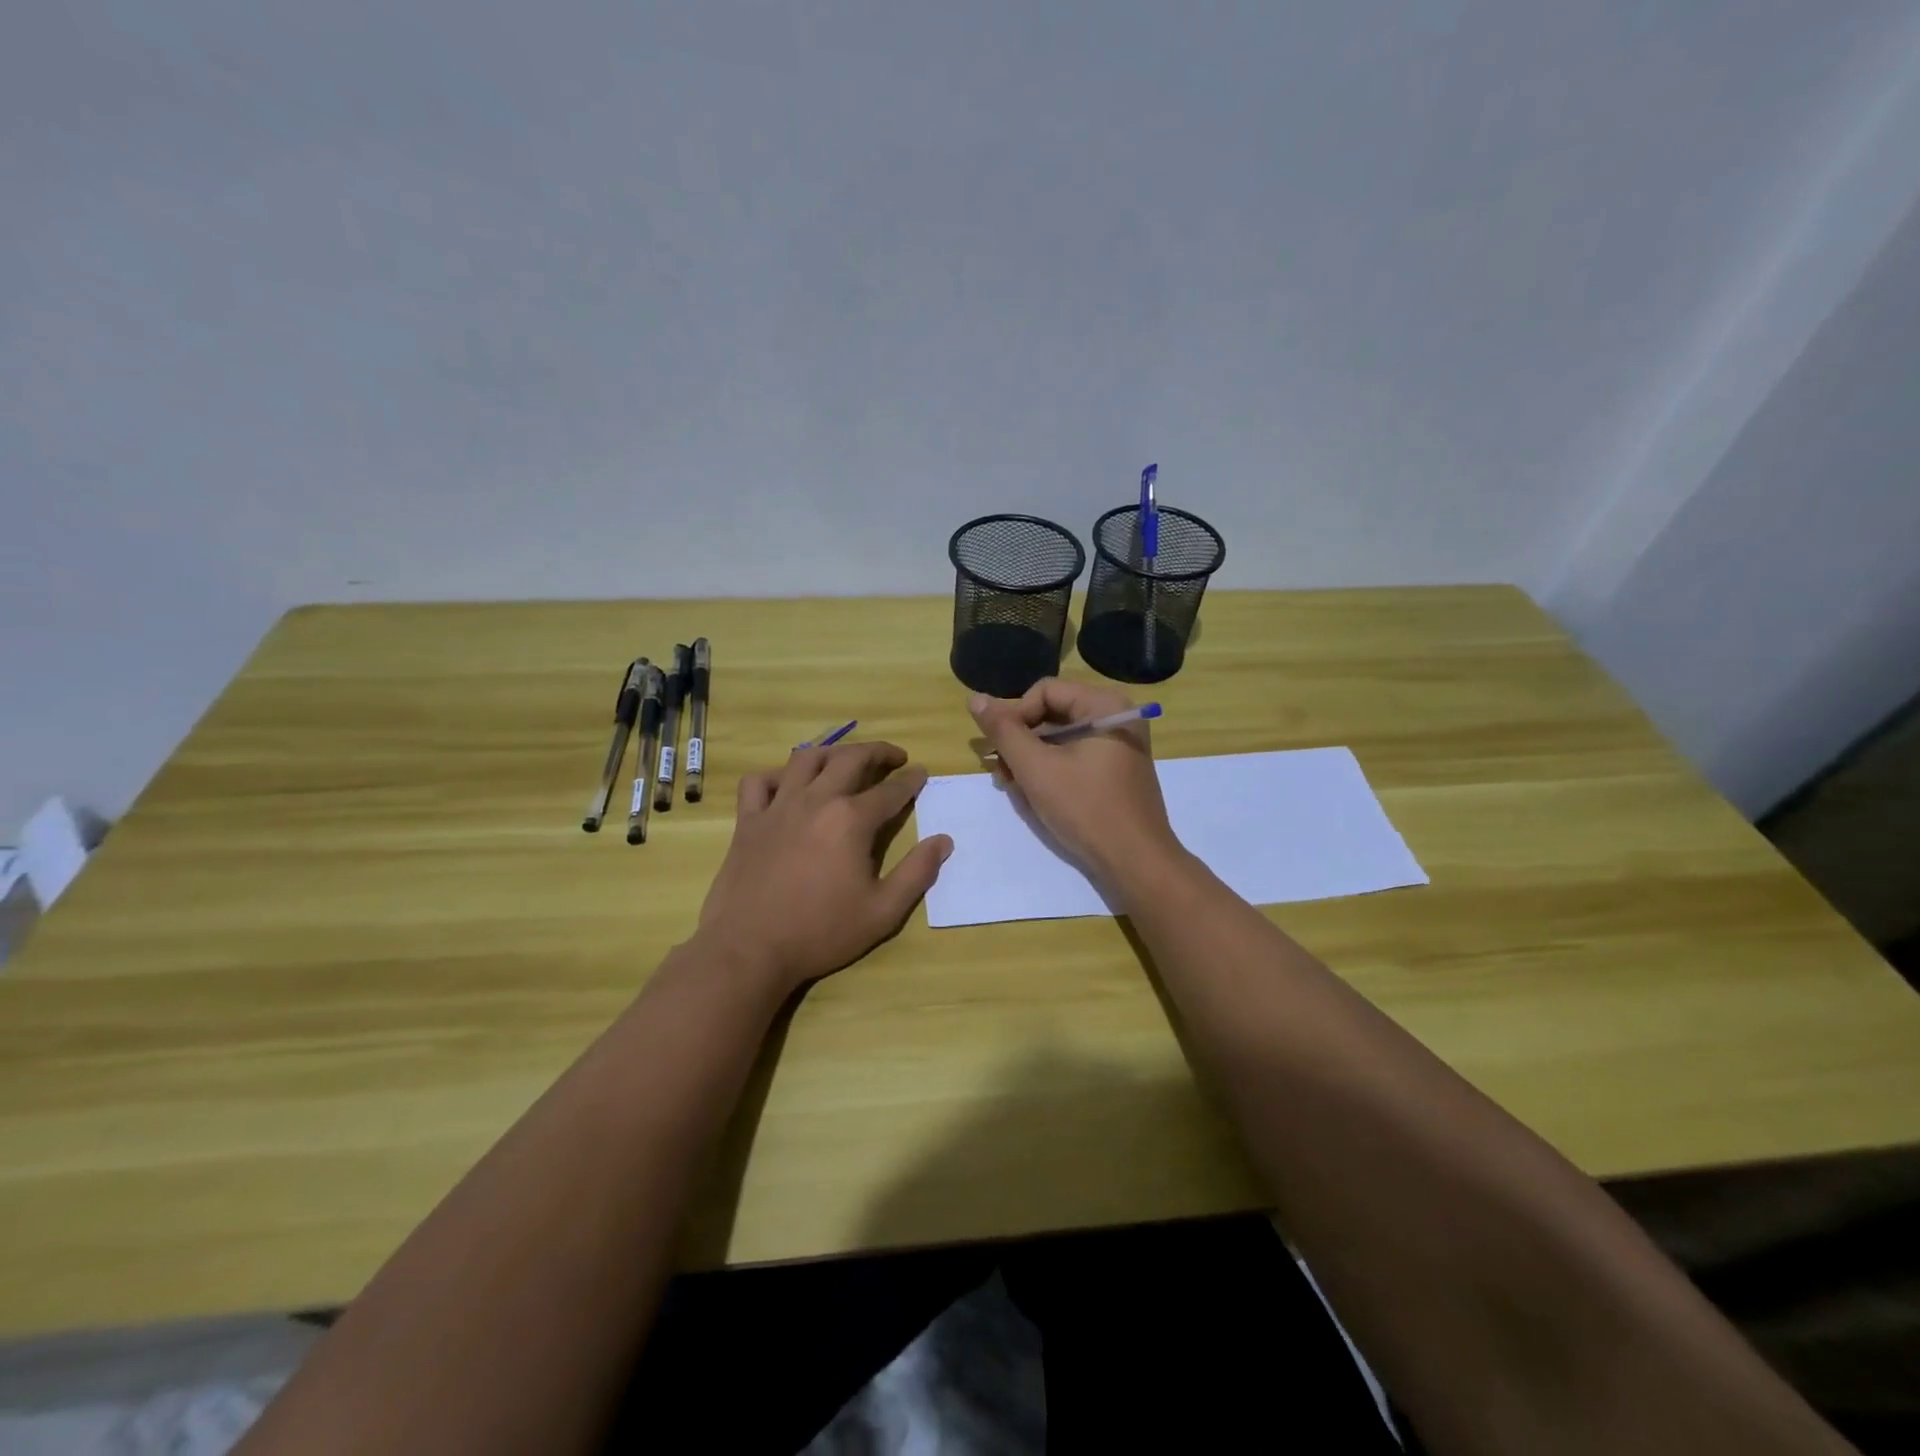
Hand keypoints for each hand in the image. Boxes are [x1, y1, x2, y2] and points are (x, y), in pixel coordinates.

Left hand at [696, 741, 952, 994]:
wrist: (750, 949)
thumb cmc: (821, 932)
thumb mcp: (883, 912)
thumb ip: (917, 873)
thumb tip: (944, 841)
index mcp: (851, 820)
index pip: (891, 790)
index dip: (911, 780)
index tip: (922, 772)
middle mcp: (816, 800)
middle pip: (850, 759)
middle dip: (878, 752)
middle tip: (894, 757)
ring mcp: (778, 807)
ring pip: (805, 758)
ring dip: (832, 753)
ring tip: (846, 760)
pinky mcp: (748, 820)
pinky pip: (759, 781)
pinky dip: (777, 775)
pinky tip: (789, 785)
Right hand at [968, 680, 1181, 894]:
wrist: (1135, 862)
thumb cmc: (1086, 808)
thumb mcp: (1036, 768)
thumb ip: (1004, 731)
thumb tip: (975, 699)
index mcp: (1105, 705)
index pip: (1044, 691)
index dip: (1015, 715)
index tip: (999, 749)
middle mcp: (1116, 717)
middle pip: (1053, 713)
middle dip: (1021, 740)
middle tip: (999, 770)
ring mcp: (1119, 745)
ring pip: (1061, 738)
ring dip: (1031, 757)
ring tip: (1010, 784)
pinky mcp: (1116, 771)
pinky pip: (1075, 756)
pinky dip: (1050, 769)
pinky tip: (1032, 792)